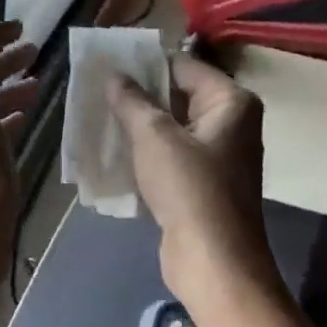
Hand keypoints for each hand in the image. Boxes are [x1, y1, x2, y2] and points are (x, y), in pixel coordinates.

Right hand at [108, 54, 278, 309]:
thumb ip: (132, 100)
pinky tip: (113, 149)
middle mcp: (230, 122)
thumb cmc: (190, 189)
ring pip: (171, 126)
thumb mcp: (154, 137)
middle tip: (96, 89)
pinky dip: (146, 150)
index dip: (144, 64)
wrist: (214, 263)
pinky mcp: (204, 182)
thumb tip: (114, 74)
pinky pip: (171, 153)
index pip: (182, 66)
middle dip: (138, 94)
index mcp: (231, 101)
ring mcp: (218, 154)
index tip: (106, 63)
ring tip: (98, 115)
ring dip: (138, 123)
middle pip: (177, 94)